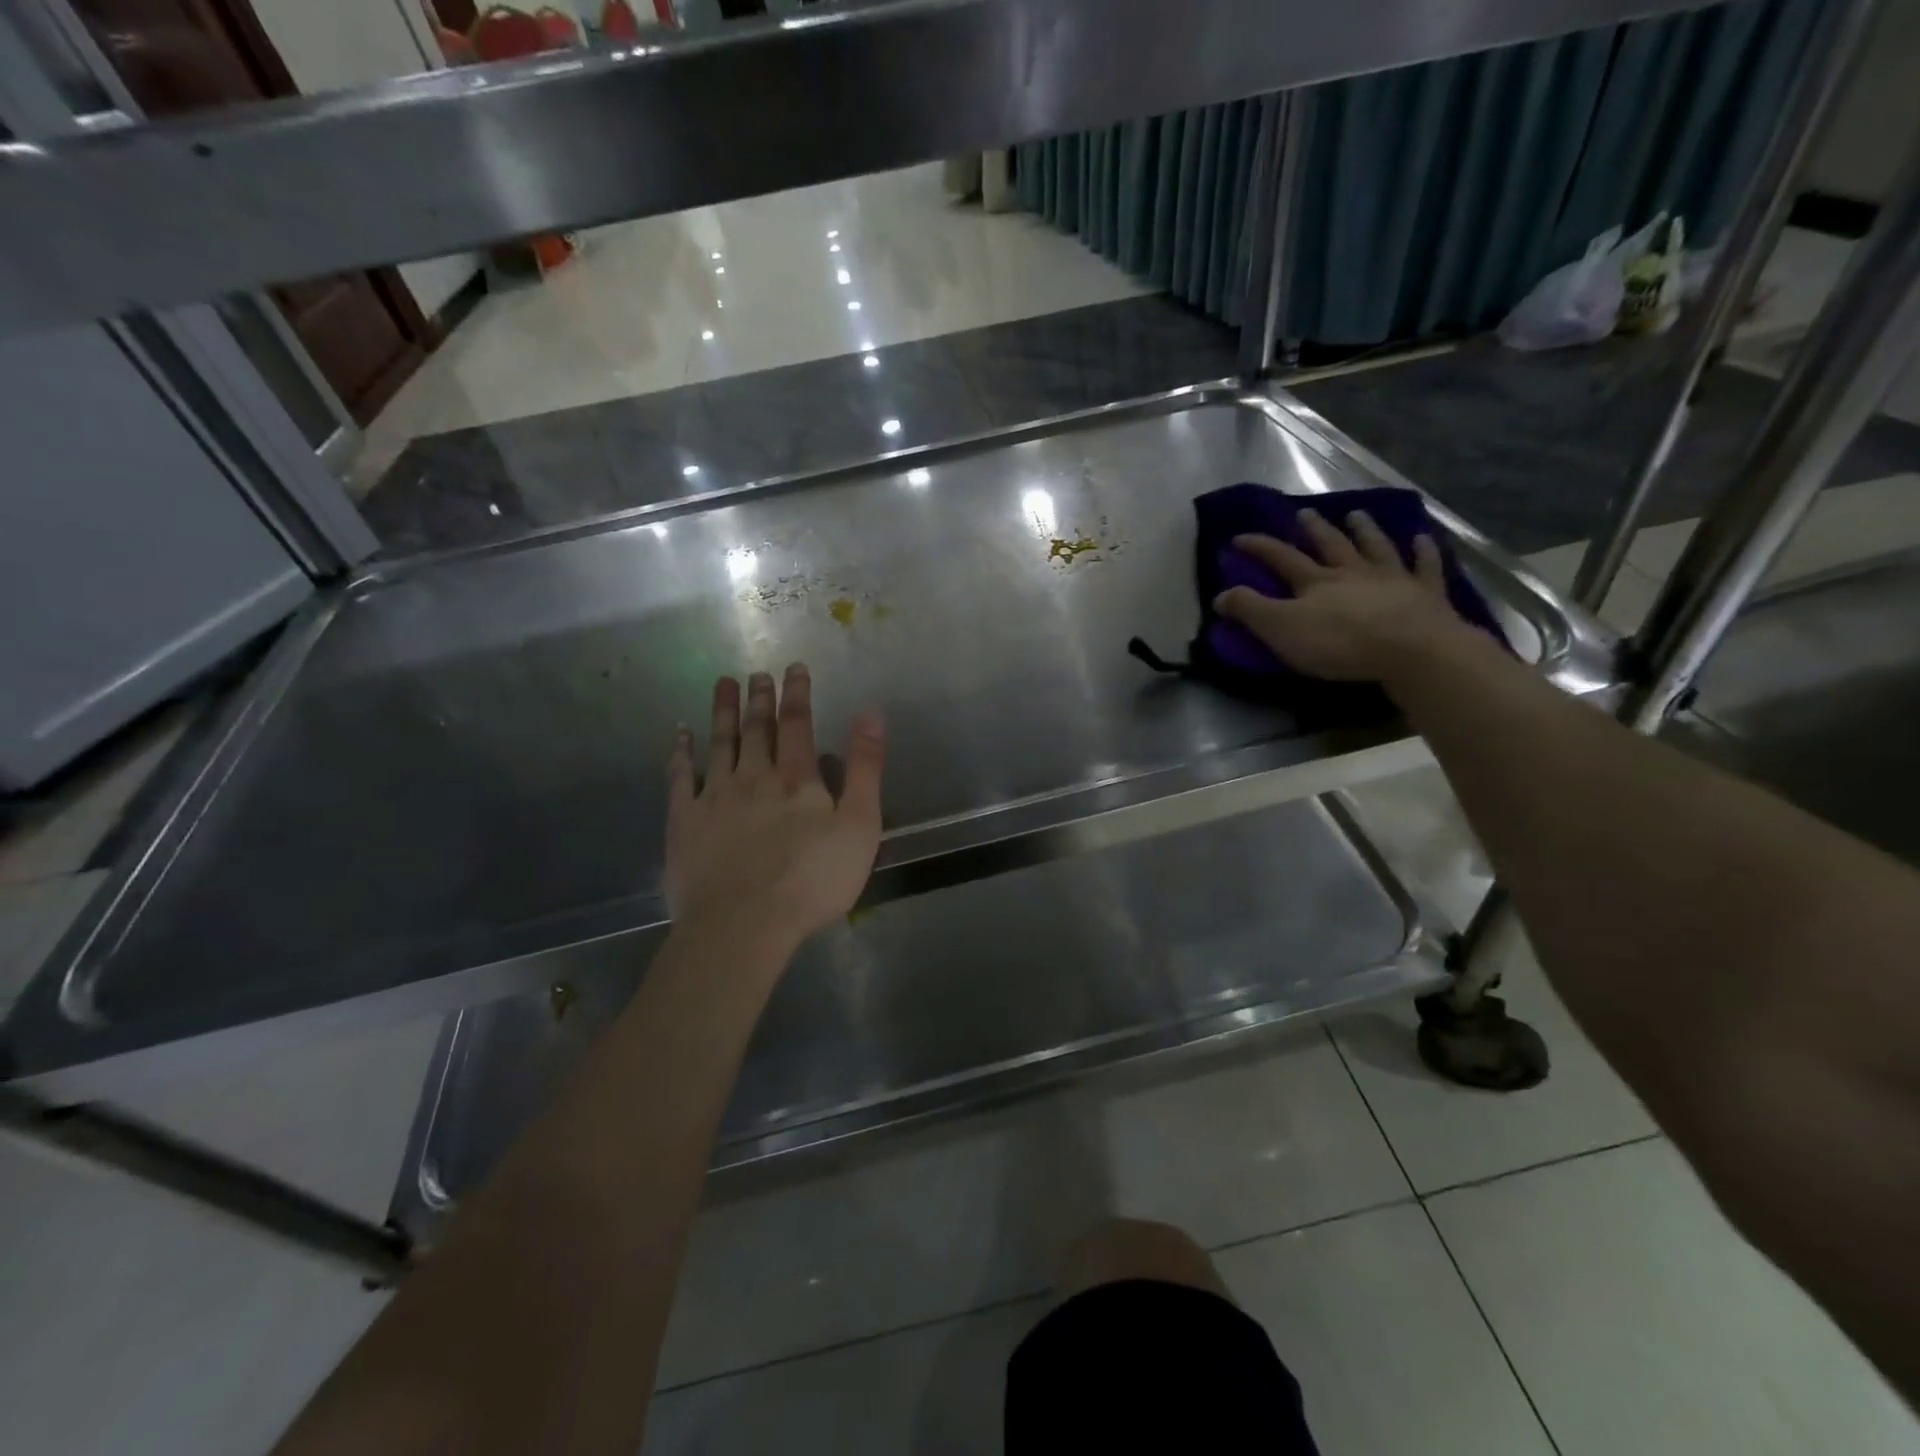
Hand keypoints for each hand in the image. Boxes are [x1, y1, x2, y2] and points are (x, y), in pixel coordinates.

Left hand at [665, 665, 883, 953]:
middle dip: (759, 699)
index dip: (798, 694)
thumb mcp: (860, 826)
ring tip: (722, 683)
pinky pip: (680, 777)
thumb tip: (870, 713)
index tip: (794, 668)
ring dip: (722, 712)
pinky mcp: (684, 821)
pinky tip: (680, 734)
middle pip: (757, 729)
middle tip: (757, 673)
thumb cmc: (812, 880)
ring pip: (719, 743)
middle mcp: (754, 777)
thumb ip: (866, 769)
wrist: (744, 923)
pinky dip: (681, 752)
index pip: (798, 725)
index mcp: (797, 780)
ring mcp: (714, 797)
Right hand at [1213, 508, 1472, 681]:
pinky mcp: (1426, 593)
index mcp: (1316, 582)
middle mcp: (1352, 572)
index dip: (1259, 547)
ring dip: (1365, 530)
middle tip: (1305, 513)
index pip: (1281, 558)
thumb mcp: (1281, 629)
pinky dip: (1423, 552)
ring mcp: (1392, 578)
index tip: (1239, 537)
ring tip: (1357, 514)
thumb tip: (1220, 594)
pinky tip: (1423, 539)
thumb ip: (1250, 610)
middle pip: (1330, 545)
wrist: (1411, 649)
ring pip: (1375, 547)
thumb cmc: (1339, 642)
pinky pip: (1425, 566)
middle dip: (1314, 529)